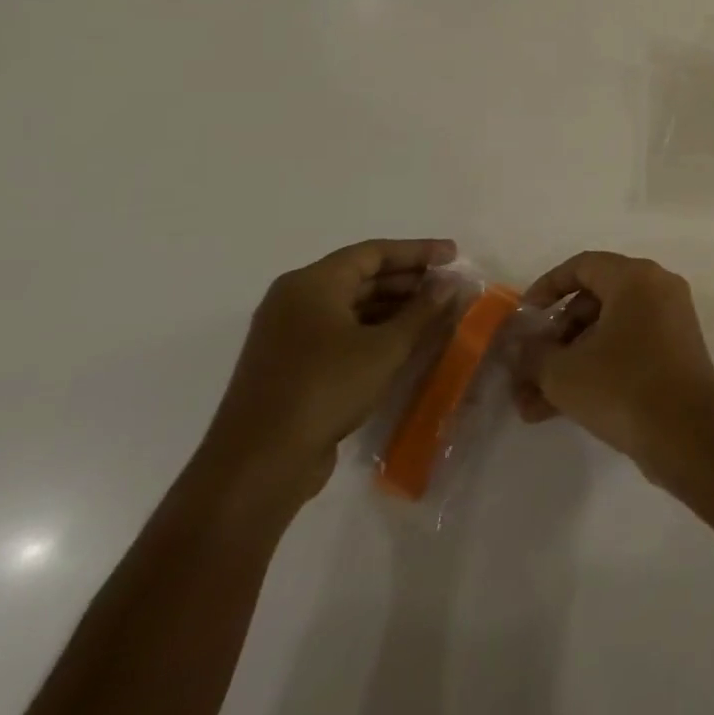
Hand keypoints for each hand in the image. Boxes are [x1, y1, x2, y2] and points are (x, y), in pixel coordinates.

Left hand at [200, 238, 457, 501]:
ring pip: (351, 305)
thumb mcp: (386, 346)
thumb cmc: (326, 388)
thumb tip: (450, 284)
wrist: (259, 463)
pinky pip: (340, 331)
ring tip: (435, 313)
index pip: (374, 252)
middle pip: (361, 276)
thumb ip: (423, 310)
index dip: (418, 251)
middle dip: (408, 279)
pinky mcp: (289, 365)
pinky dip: (374, 329)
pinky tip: (405, 341)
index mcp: (311, 284)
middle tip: (449, 285)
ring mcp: (288, 334)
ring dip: (394, 306)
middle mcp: (294, 301)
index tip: (455, 254)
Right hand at [511, 252, 713, 474]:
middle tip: (527, 371)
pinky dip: (596, 369)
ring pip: (608, 330)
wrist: (688, 433)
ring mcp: (671, 320)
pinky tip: (559, 409)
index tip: (523, 317)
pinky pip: (627, 348)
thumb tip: (522, 347)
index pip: (583, 265)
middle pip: (594, 300)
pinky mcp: (675, 351)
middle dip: (555, 338)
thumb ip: (533, 354)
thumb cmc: (622, 386)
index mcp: (636, 278)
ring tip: (533, 405)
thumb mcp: (563, 372)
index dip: (547, 287)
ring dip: (569, 362)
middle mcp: (658, 289)